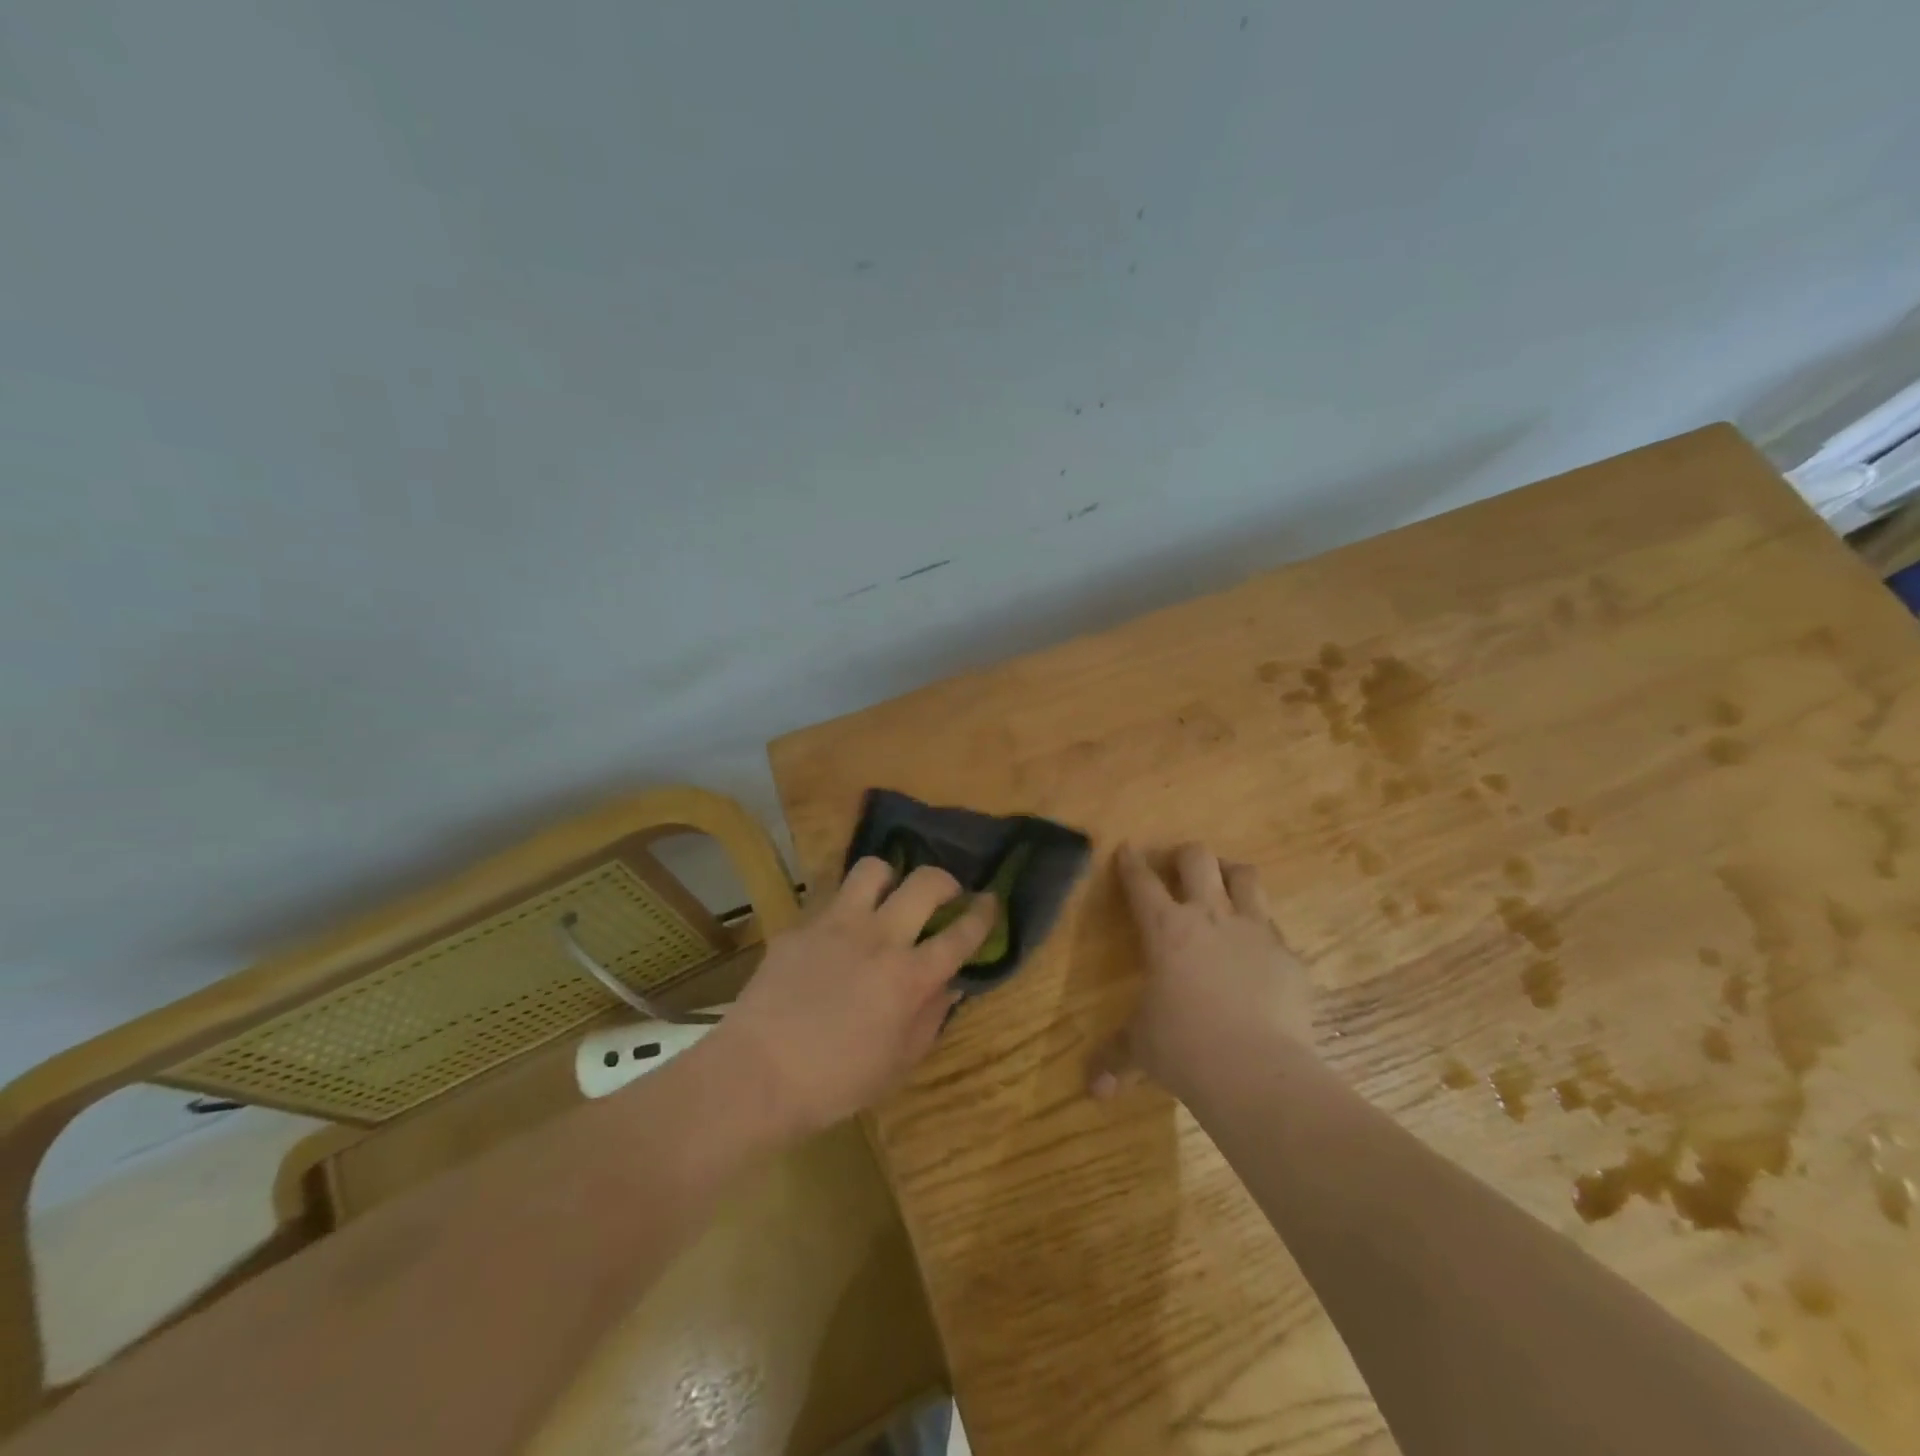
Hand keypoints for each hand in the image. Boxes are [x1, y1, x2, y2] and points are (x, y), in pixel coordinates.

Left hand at [708, 856, 995, 1137]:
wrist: (756, 1075)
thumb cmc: (835, 1084)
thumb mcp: (898, 1064)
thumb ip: (931, 1018)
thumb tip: (949, 985)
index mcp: (910, 977)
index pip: (961, 934)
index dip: (983, 915)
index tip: (991, 903)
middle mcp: (879, 938)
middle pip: (926, 882)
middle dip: (945, 881)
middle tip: (945, 895)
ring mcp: (836, 925)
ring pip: (874, 869)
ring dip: (890, 879)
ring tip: (888, 898)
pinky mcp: (801, 925)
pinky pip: (830, 898)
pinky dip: (845, 907)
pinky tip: (838, 931)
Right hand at [1090, 843, 1310, 1101]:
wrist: (1256, 1070)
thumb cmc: (1183, 1048)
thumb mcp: (1141, 1049)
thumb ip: (1117, 1058)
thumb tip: (1094, 1091)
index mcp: (1164, 928)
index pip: (1141, 881)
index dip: (1131, 862)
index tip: (1126, 849)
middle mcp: (1209, 917)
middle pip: (1197, 858)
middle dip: (1185, 855)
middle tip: (1180, 867)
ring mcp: (1255, 931)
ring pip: (1245, 876)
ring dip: (1231, 874)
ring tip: (1226, 885)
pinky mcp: (1289, 956)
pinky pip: (1276, 928)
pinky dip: (1264, 932)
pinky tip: (1260, 953)